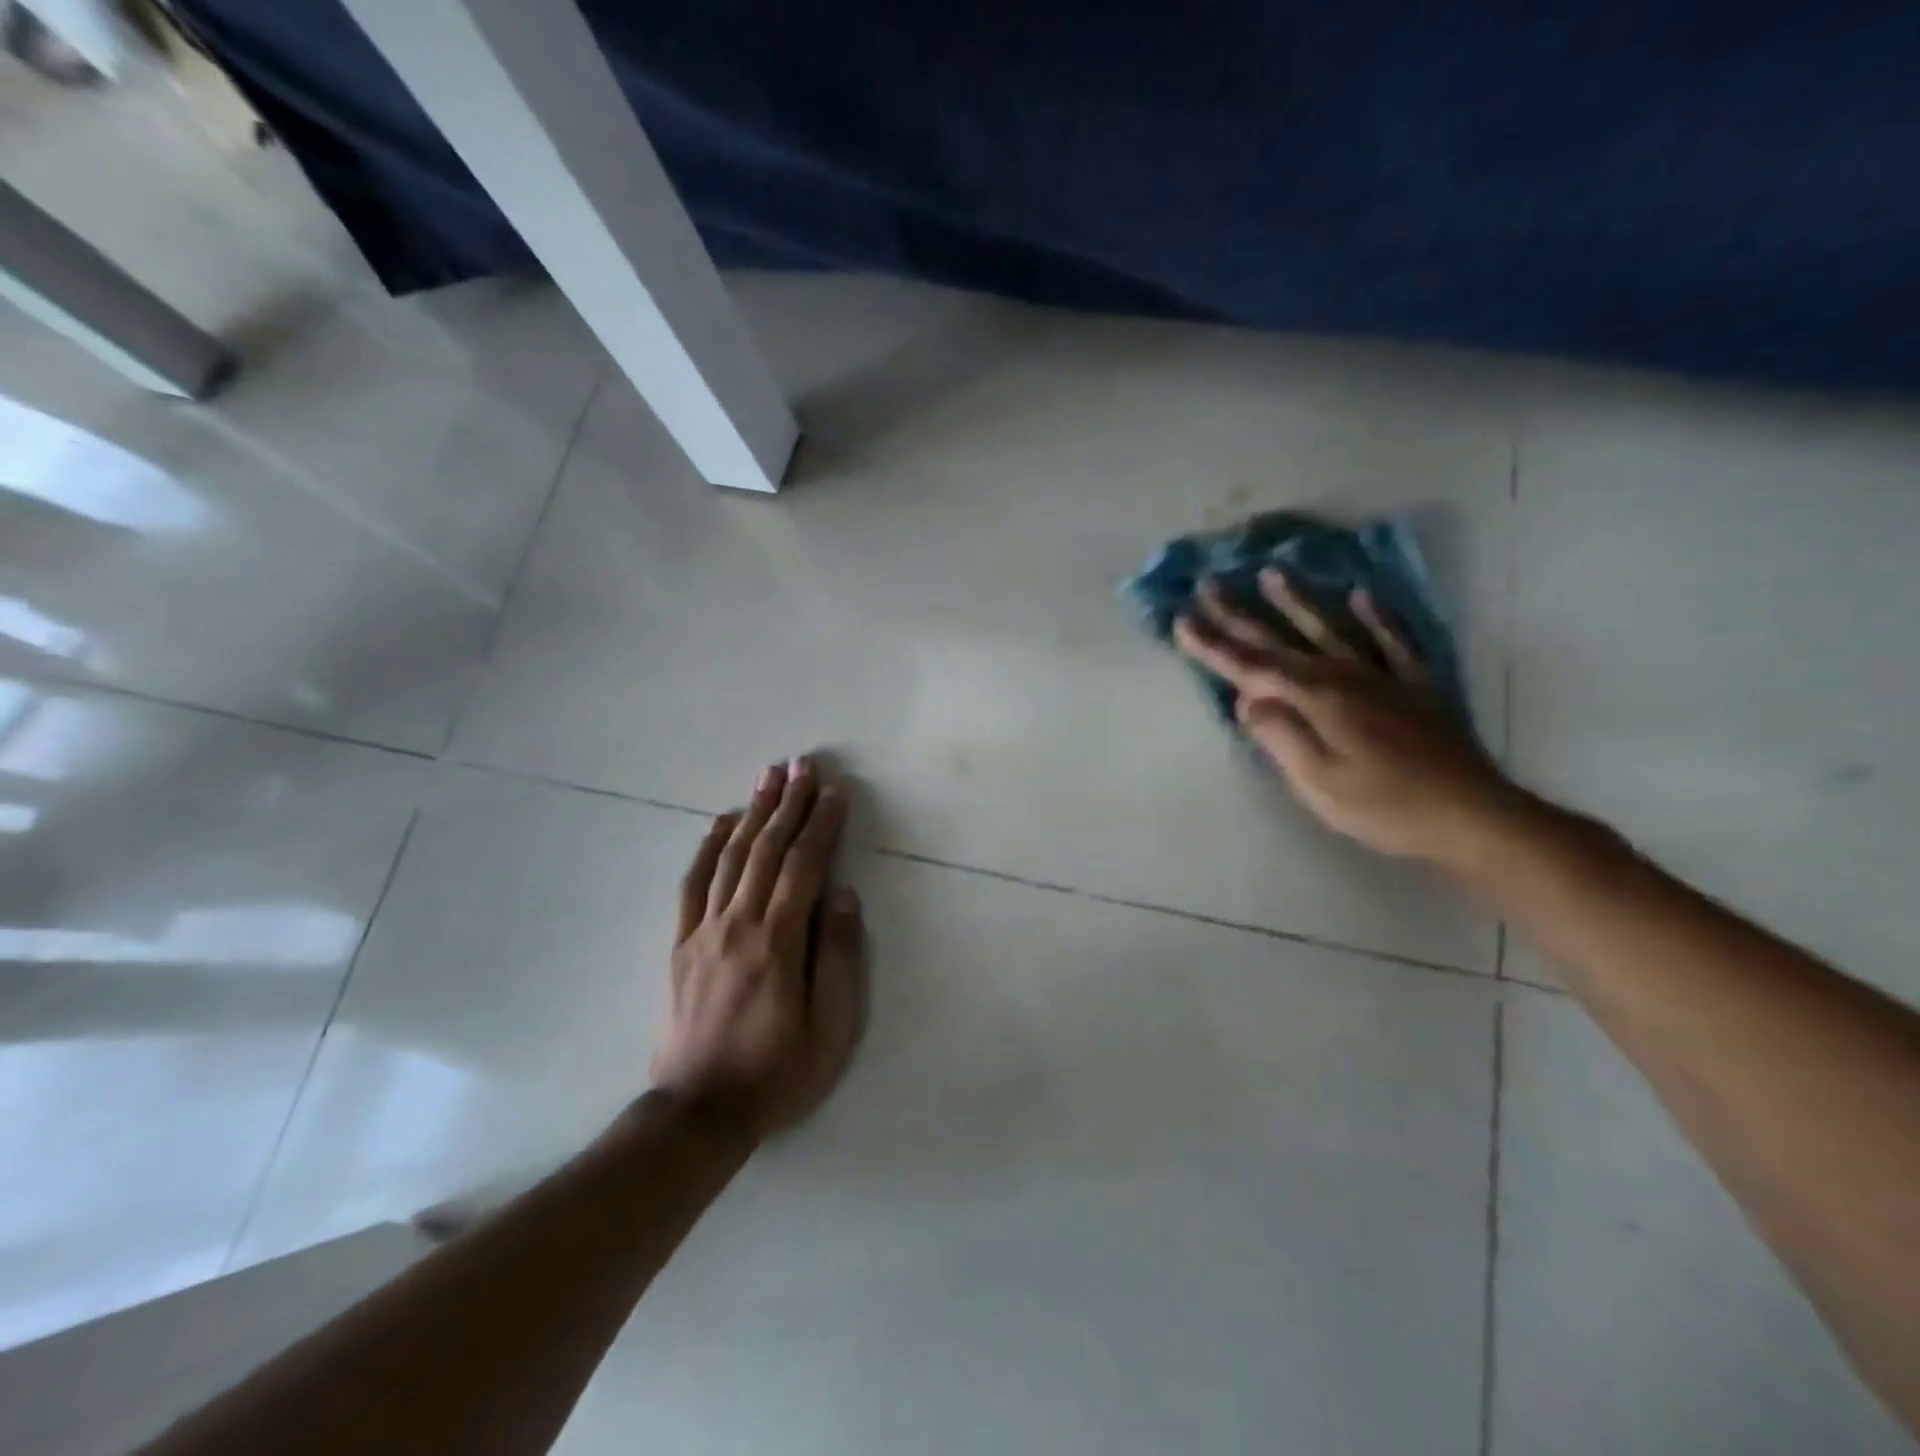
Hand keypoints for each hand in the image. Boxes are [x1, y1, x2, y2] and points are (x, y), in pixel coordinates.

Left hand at [651, 756, 866, 1139]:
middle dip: (789, 803)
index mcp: (777, 943)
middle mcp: (737, 925)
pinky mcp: (680, 944)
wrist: (698, 1113)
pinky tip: (720, 821)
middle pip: (766, 850)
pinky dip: (707, 846)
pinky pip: (692, 884)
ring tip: (768, 775)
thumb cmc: (777, 1072)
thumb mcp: (830, 1028)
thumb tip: (845, 895)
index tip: (835, 790)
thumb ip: (839, 957)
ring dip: (752, 811)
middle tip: (803, 763)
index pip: (803, 867)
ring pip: (730, 857)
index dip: (821, 825)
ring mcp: (703, 931)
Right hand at [1173, 569, 1519, 864]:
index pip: (1251, 667)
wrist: (1472, 816)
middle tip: (1208, 584)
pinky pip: (1393, 641)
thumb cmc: (1384, 806)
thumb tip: (1246, 699)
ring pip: (1331, 629)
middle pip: (1281, 641)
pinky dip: (1377, 617)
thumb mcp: (1318, 782)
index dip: (1213, 645)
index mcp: (1316, 699)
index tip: (1180, 621)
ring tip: (1272, 571)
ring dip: (1298, 601)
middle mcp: (1344, 676)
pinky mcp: (1414, 687)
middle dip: (1240, 615)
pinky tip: (1362, 595)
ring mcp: (1382, 677)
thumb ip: (1280, 736)